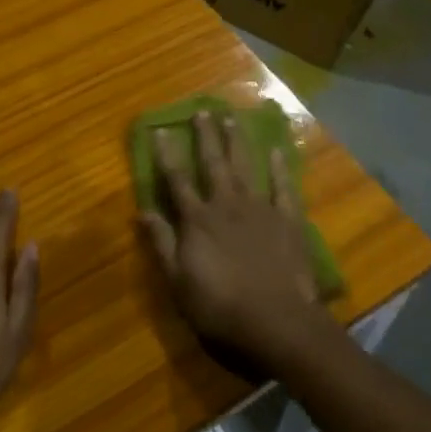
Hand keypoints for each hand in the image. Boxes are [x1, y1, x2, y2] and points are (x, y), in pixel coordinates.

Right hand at [138, 110, 331, 369]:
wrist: (277, 320)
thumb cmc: (221, 307)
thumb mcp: (179, 282)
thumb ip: (162, 244)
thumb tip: (142, 211)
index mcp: (198, 220)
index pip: (177, 180)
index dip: (167, 154)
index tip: (161, 129)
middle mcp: (227, 204)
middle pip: (213, 163)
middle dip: (206, 136)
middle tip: (203, 110)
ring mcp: (260, 209)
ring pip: (246, 166)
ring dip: (237, 141)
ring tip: (232, 118)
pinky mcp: (288, 220)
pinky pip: (284, 187)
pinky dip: (280, 168)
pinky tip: (277, 150)